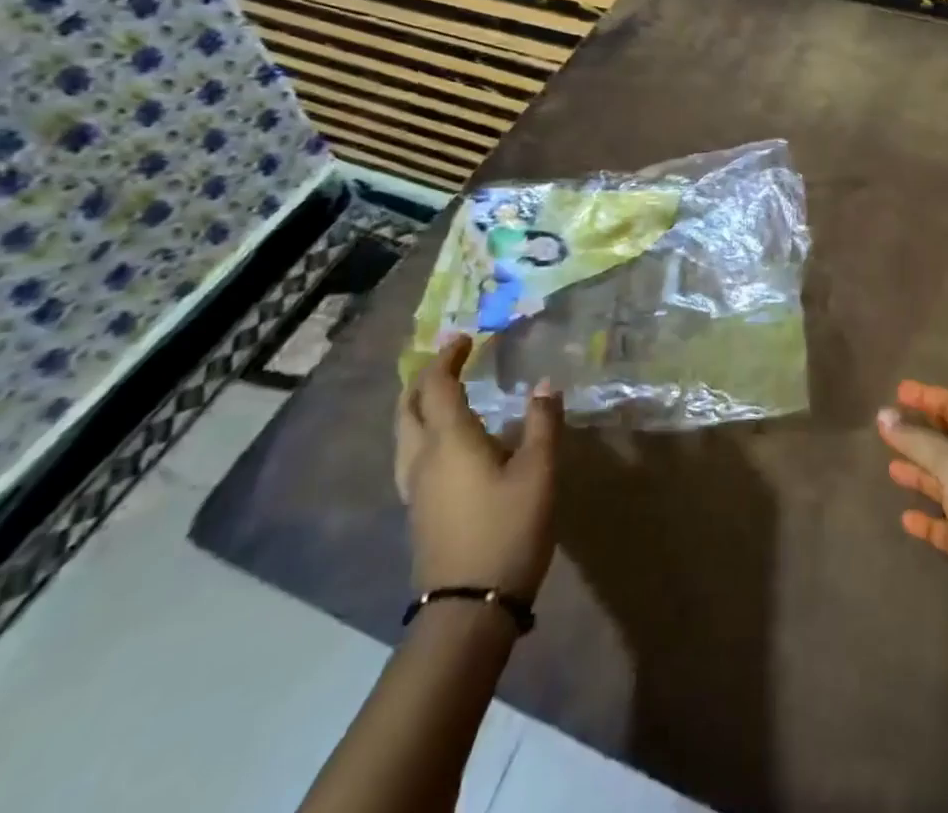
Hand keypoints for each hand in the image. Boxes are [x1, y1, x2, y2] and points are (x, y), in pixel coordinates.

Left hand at [394, 336, 561, 598]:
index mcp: (449, 441)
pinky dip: (421, 430)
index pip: (437, 386)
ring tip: (440, 393)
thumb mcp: (539, 472)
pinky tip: (444, 443)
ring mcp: (415, 488)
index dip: (448, 358)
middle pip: (408, 407)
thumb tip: (545, 384)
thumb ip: (543, 424)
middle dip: (424, 377)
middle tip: (449, 360)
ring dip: (417, 404)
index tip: (465, 338)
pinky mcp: (418, 511)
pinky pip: (409, 455)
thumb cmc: (508, 530)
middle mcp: (423, 458)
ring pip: (403, 433)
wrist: (469, 610)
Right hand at [877, 380, 947, 667]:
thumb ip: (921, 441)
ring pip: (945, 486)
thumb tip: (884, 414)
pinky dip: (926, 520)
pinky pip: (943, 529)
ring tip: (890, 467)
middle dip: (921, 433)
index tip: (899, 390)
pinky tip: (905, 518)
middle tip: (887, 425)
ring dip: (920, 473)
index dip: (931, 398)